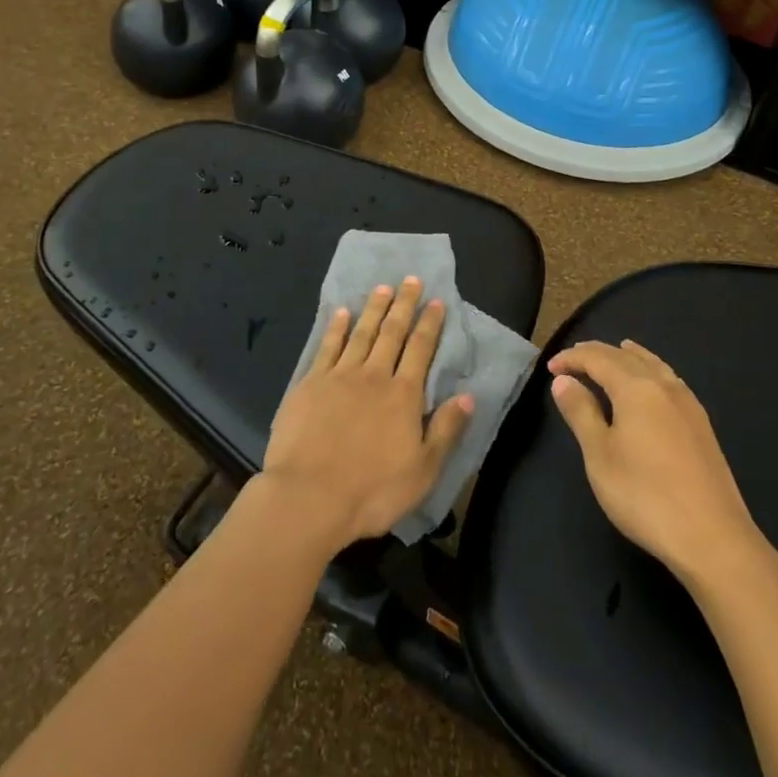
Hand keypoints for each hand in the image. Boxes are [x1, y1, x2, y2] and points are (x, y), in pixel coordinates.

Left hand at [261, 277, 473, 553]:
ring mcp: (339, 376)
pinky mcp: (310, 384)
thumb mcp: (422, 470)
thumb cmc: (371, 490)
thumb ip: (446, 430)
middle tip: (411, 280)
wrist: (309, 497)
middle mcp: (374, 375)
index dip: (429, 324)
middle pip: (392, 332)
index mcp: (403, 395)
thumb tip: (468, 395)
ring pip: (361, 333)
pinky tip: (341, 313)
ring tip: (383, 288)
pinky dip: (336, 328)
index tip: (436, 301)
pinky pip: (327, 347)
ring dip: (374, 309)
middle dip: (404, 304)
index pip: (420, 350)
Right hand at [549, 339, 765, 587]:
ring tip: (616, 351)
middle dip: (597, 353)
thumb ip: (581, 412)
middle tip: (573, 359)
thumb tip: (564, 380)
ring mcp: (687, 403)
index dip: (572, 359)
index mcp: (635, 387)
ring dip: (628, 356)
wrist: (713, 539)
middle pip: (625, 356)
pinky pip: (669, 379)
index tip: (550, 368)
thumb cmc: (645, 496)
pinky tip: (652, 383)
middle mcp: (663, 385)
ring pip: (652, 364)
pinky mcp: (701, 424)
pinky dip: (651, 368)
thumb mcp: (600, 455)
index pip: (597, 359)